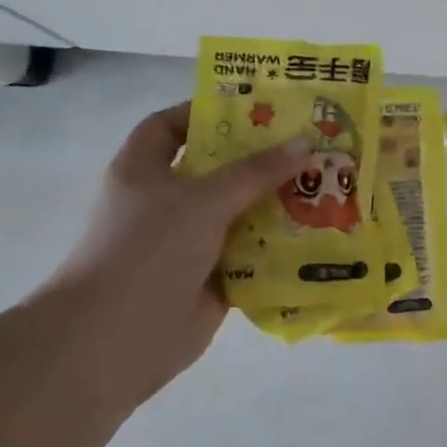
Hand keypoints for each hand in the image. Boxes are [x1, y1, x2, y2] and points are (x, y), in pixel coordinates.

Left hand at [37, 103, 309, 394]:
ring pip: (240, 216)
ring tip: (328, 188)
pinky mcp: (213, 280)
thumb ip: (256, 172)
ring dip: (278, 206)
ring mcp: (189, 245)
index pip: (170, 126)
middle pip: (218, 172)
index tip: (257, 108)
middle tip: (311, 146)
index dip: (206, 113)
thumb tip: (305, 143)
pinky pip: (253, 257)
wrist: (118, 337)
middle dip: (261, 161)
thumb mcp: (203, 199)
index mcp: (144, 171)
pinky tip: (320, 237)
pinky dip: (280, 250)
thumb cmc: (148, 250)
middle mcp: (165, 204)